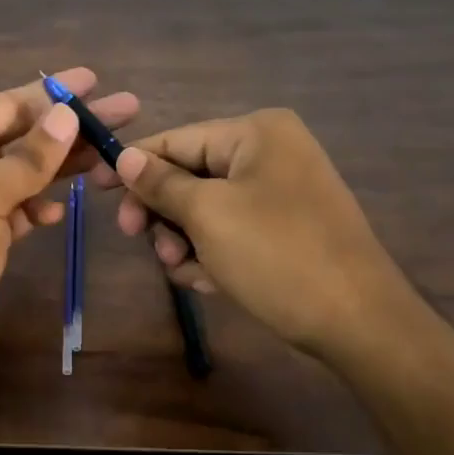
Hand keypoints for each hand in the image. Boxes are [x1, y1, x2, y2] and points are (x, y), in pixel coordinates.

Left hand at [0, 68, 138, 406]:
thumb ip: (27, 158)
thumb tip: (68, 114)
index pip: (7, 107)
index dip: (52, 94)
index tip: (95, 79)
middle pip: (23, 138)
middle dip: (72, 127)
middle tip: (127, 111)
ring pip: (25, 177)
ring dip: (64, 168)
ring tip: (113, 157)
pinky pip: (19, 214)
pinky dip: (40, 209)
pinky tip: (60, 211)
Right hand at [90, 108, 411, 370]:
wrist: (359, 322)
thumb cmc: (277, 255)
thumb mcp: (208, 215)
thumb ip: (160, 182)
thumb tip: (123, 156)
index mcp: (256, 133)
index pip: (176, 139)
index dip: (133, 164)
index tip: (94, 187)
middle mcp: (270, 153)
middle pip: (189, 174)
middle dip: (163, 212)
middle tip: (139, 240)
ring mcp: (281, 192)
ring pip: (206, 207)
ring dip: (184, 239)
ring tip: (184, 270)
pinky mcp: (286, 229)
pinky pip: (232, 229)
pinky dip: (213, 252)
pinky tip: (210, 281)